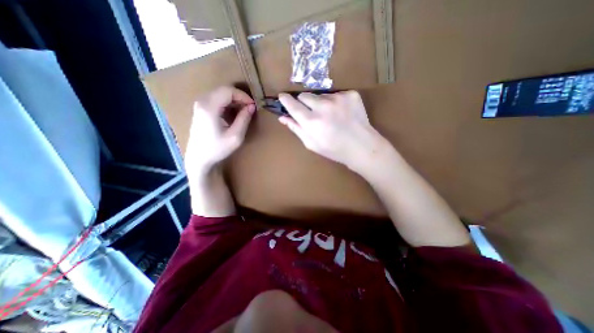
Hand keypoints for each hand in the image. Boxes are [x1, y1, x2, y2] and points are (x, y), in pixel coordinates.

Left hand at [185, 86, 255, 175]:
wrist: (199, 158)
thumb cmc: (217, 149)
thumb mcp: (235, 136)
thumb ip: (244, 119)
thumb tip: (252, 107)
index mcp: (209, 107)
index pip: (228, 91)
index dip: (243, 96)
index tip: (253, 106)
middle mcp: (202, 102)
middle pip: (224, 90)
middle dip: (239, 97)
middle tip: (249, 109)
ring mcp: (199, 105)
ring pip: (220, 94)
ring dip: (234, 101)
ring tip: (243, 112)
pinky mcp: (200, 109)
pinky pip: (216, 100)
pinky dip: (227, 104)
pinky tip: (233, 114)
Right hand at [281, 92, 392, 174]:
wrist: (361, 147)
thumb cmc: (334, 149)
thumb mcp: (311, 144)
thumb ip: (296, 129)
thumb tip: (282, 117)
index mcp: (312, 122)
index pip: (292, 104)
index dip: (285, 100)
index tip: (282, 97)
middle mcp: (323, 107)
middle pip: (304, 95)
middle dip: (304, 102)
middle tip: (311, 113)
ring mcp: (338, 98)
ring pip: (321, 95)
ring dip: (321, 103)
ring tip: (330, 116)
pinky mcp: (351, 94)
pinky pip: (336, 94)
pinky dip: (335, 102)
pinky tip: (342, 113)